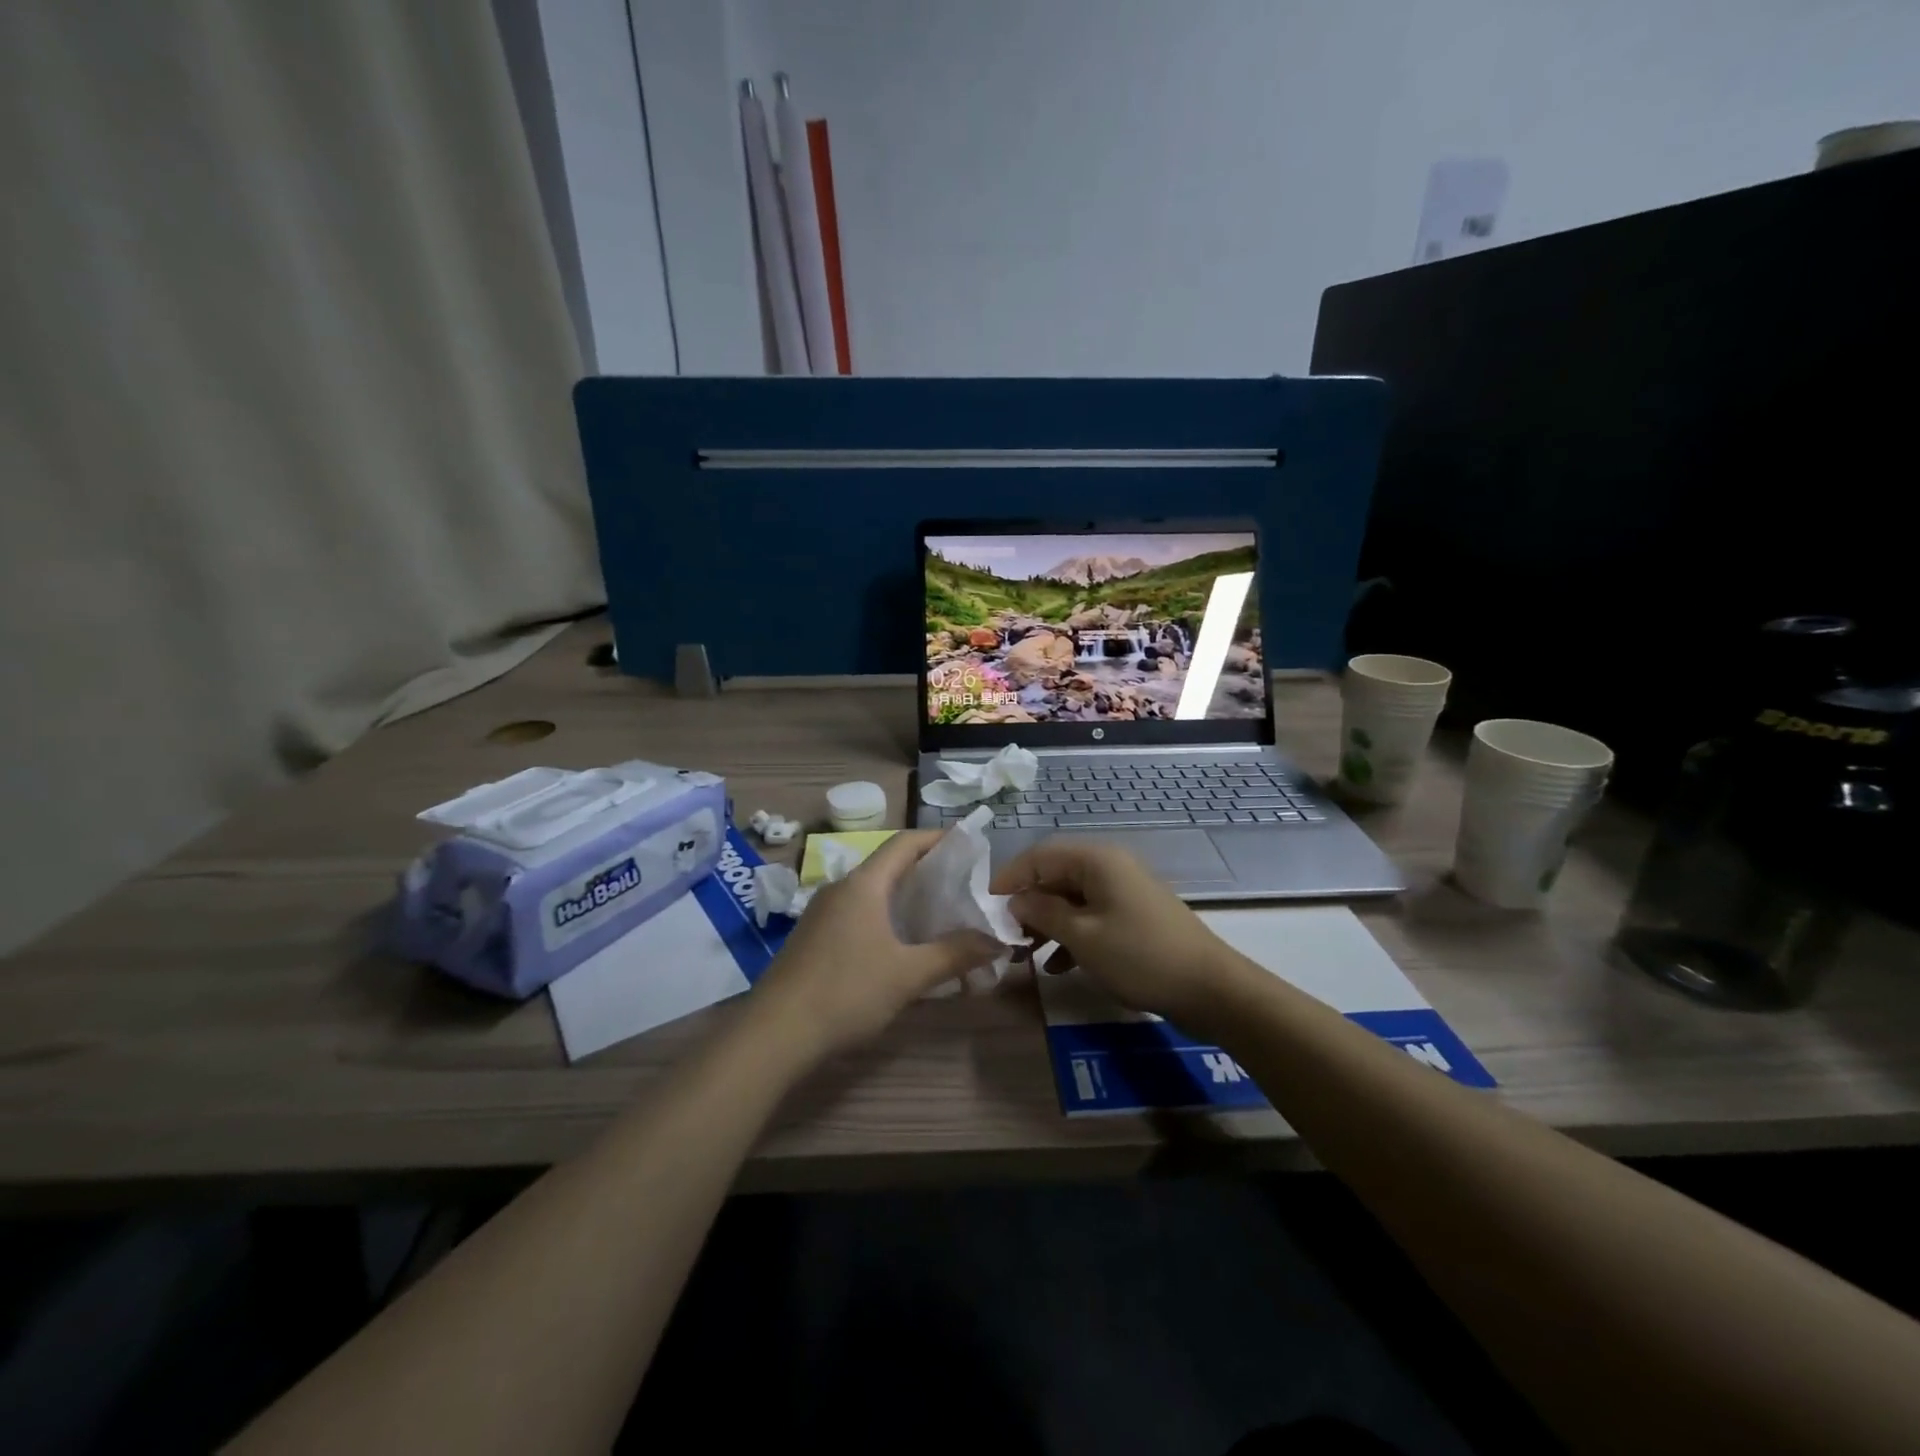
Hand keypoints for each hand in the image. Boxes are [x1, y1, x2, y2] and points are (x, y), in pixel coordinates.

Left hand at [748, 831, 1000, 1064]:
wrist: (774, 1034)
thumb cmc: (847, 992)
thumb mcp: (909, 975)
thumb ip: (955, 954)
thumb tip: (997, 942)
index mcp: (864, 884)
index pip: (905, 842)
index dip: (938, 838)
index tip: (968, 845)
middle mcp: (840, 888)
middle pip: (888, 865)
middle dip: (926, 872)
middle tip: (962, 887)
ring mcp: (821, 913)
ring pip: (872, 892)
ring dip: (904, 898)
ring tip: (938, 916)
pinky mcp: (812, 938)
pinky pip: (857, 914)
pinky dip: (885, 918)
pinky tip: (900, 946)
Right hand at [990, 837, 1244, 1026]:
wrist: (1209, 988)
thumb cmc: (1139, 956)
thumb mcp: (1083, 936)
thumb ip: (1043, 913)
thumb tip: (1015, 900)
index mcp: (1096, 860)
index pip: (1039, 856)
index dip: (1009, 879)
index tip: (985, 907)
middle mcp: (1109, 866)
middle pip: (1055, 876)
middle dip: (1028, 905)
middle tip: (1005, 935)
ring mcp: (1123, 891)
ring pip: (1071, 899)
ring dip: (1047, 924)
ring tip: (1025, 954)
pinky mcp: (1133, 915)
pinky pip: (1091, 916)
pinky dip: (1071, 936)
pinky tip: (1057, 966)